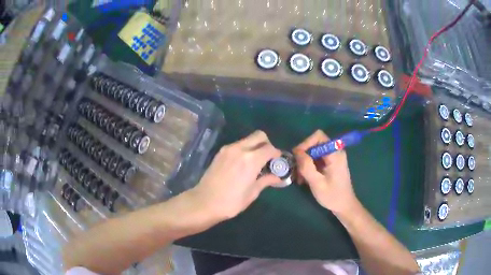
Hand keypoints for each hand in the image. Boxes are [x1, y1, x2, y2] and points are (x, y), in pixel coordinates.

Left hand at [190, 131, 281, 219]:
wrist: (204, 202)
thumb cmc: (231, 202)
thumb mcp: (252, 193)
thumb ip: (266, 180)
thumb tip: (278, 177)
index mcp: (251, 159)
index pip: (269, 148)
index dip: (277, 153)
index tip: (278, 162)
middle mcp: (240, 149)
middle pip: (259, 136)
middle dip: (267, 144)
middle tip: (267, 158)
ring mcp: (228, 149)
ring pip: (247, 139)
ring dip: (255, 146)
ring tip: (255, 163)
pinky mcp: (220, 152)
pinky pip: (237, 145)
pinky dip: (245, 149)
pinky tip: (243, 164)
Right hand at [293, 130, 357, 214]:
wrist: (344, 206)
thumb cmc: (332, 196)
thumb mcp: (317, 183)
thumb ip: (307, 167)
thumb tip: (297, 152)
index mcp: (335, 154)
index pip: (318, 136)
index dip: (305, 143)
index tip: (297, 157)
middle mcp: (335, 152)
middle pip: (314, 144)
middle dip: (303, 156)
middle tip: (296, 170)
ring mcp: (333, 157)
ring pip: (313, 152)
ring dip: (304, 163)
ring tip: (299, 178)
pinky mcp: (330, 163)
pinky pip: (316, 159)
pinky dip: (309, 167)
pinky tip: (304, 179)